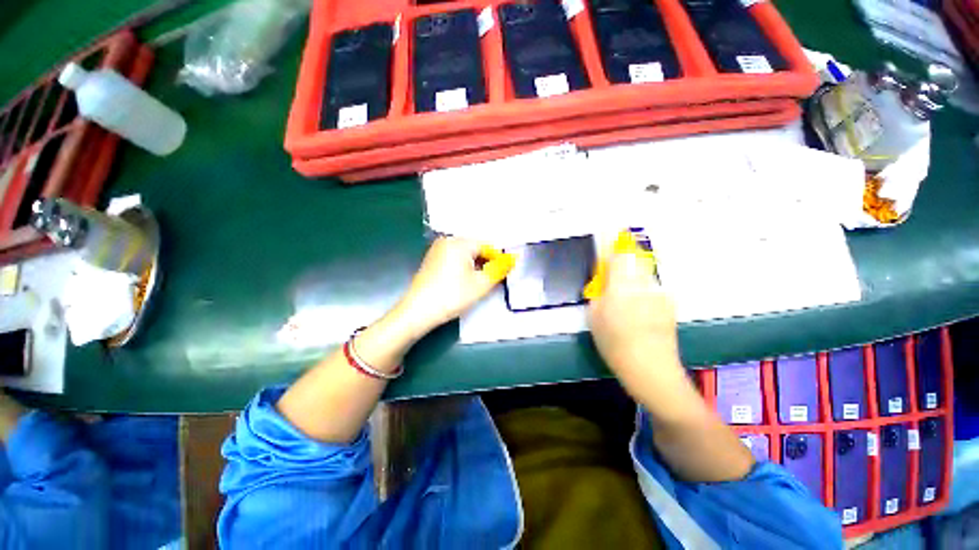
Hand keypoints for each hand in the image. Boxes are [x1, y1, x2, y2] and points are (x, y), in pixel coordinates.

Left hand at [394, 237, 513, 336]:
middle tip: (491, 280)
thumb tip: (512, 258)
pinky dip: (463, 268)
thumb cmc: (452, 296)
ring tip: (478, 283)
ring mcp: (437, 250)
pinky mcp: (431, 260)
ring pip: (465, 254)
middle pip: (475, 248)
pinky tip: (463, 282)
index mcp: (459, 242)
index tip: (503, 274)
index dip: (498, 259)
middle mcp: (447, 240)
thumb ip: (499, 269)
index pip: (487, 245)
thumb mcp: (481, 284)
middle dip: (486, 263)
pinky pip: (454, 259)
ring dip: (475, 266)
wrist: (417, 312)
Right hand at [588, 249, 684, 392]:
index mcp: (622, 284)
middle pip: (636, 259)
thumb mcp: (594, 315)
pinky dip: (644, 290)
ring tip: (626, 297)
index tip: (607, 252)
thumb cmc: (614, 342)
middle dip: (624, 260)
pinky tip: (640, 310)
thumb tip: (603, 280)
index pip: (621, 254)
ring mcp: (660, 293)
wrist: (650, 367)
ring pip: (645, 273)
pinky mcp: (670, 304)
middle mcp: (644, 283)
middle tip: (613, 276)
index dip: (614, 248)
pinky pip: (653, 288)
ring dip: (634, 276)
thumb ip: (598, 291)